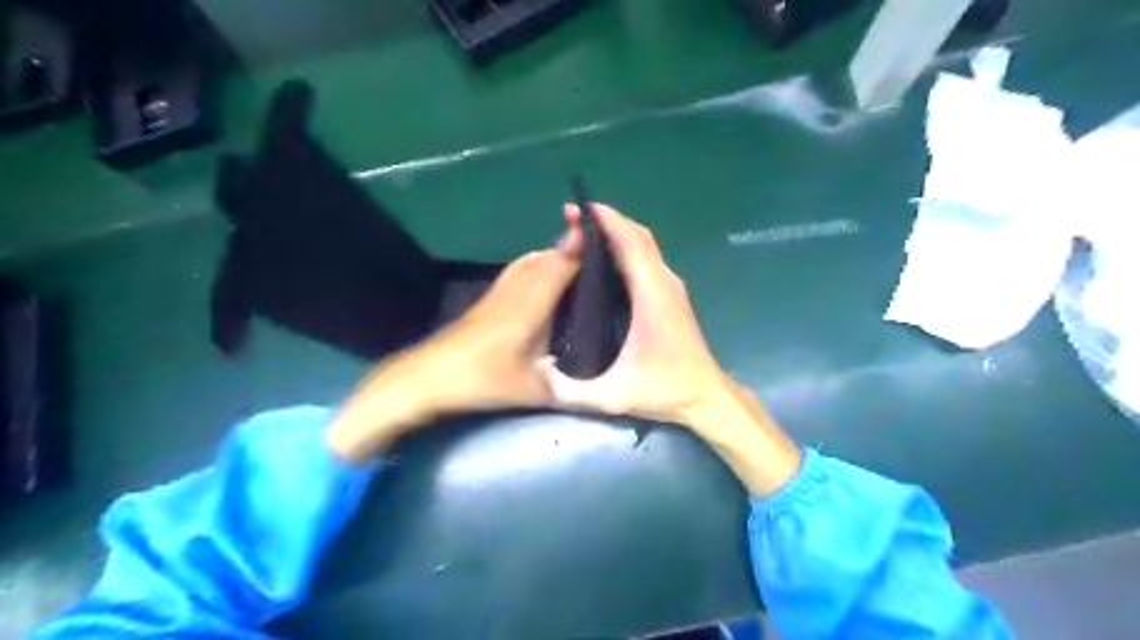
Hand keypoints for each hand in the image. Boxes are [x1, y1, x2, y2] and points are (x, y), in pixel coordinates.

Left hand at [328, 237, 580, 460]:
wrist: (428, 378)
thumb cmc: (481, 381)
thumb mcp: (531, 391)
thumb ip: (564, 386)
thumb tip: (589, 386)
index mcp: (530, 308)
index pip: (560, 267)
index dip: (581, 251)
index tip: (603, 242)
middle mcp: (515, 292)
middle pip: (545, 258)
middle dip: (571, 249)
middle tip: (598, 252)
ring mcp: (497, 294)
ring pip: (529, 262)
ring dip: (552, 255)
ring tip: (575, 263)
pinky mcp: (486, 301)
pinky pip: (517, 271)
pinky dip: (535, 266)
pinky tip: (541, 280)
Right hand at [544, 201, 799, 494]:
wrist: (706, 397)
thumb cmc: (664, 390)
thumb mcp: (613, 396)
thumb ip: (573, 391)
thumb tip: (538, 377)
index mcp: (652, 296)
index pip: (631, 244)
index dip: (608, 221)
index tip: (580, 208)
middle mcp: (663, 283)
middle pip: (638, 237)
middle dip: (607, 222)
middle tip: (573, 218)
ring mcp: (670, 288)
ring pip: (644, 246)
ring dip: (617, 233)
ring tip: (584, 234)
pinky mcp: (670, 296)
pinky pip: (647, 260)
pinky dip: (626, 249)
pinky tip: (604, 261)